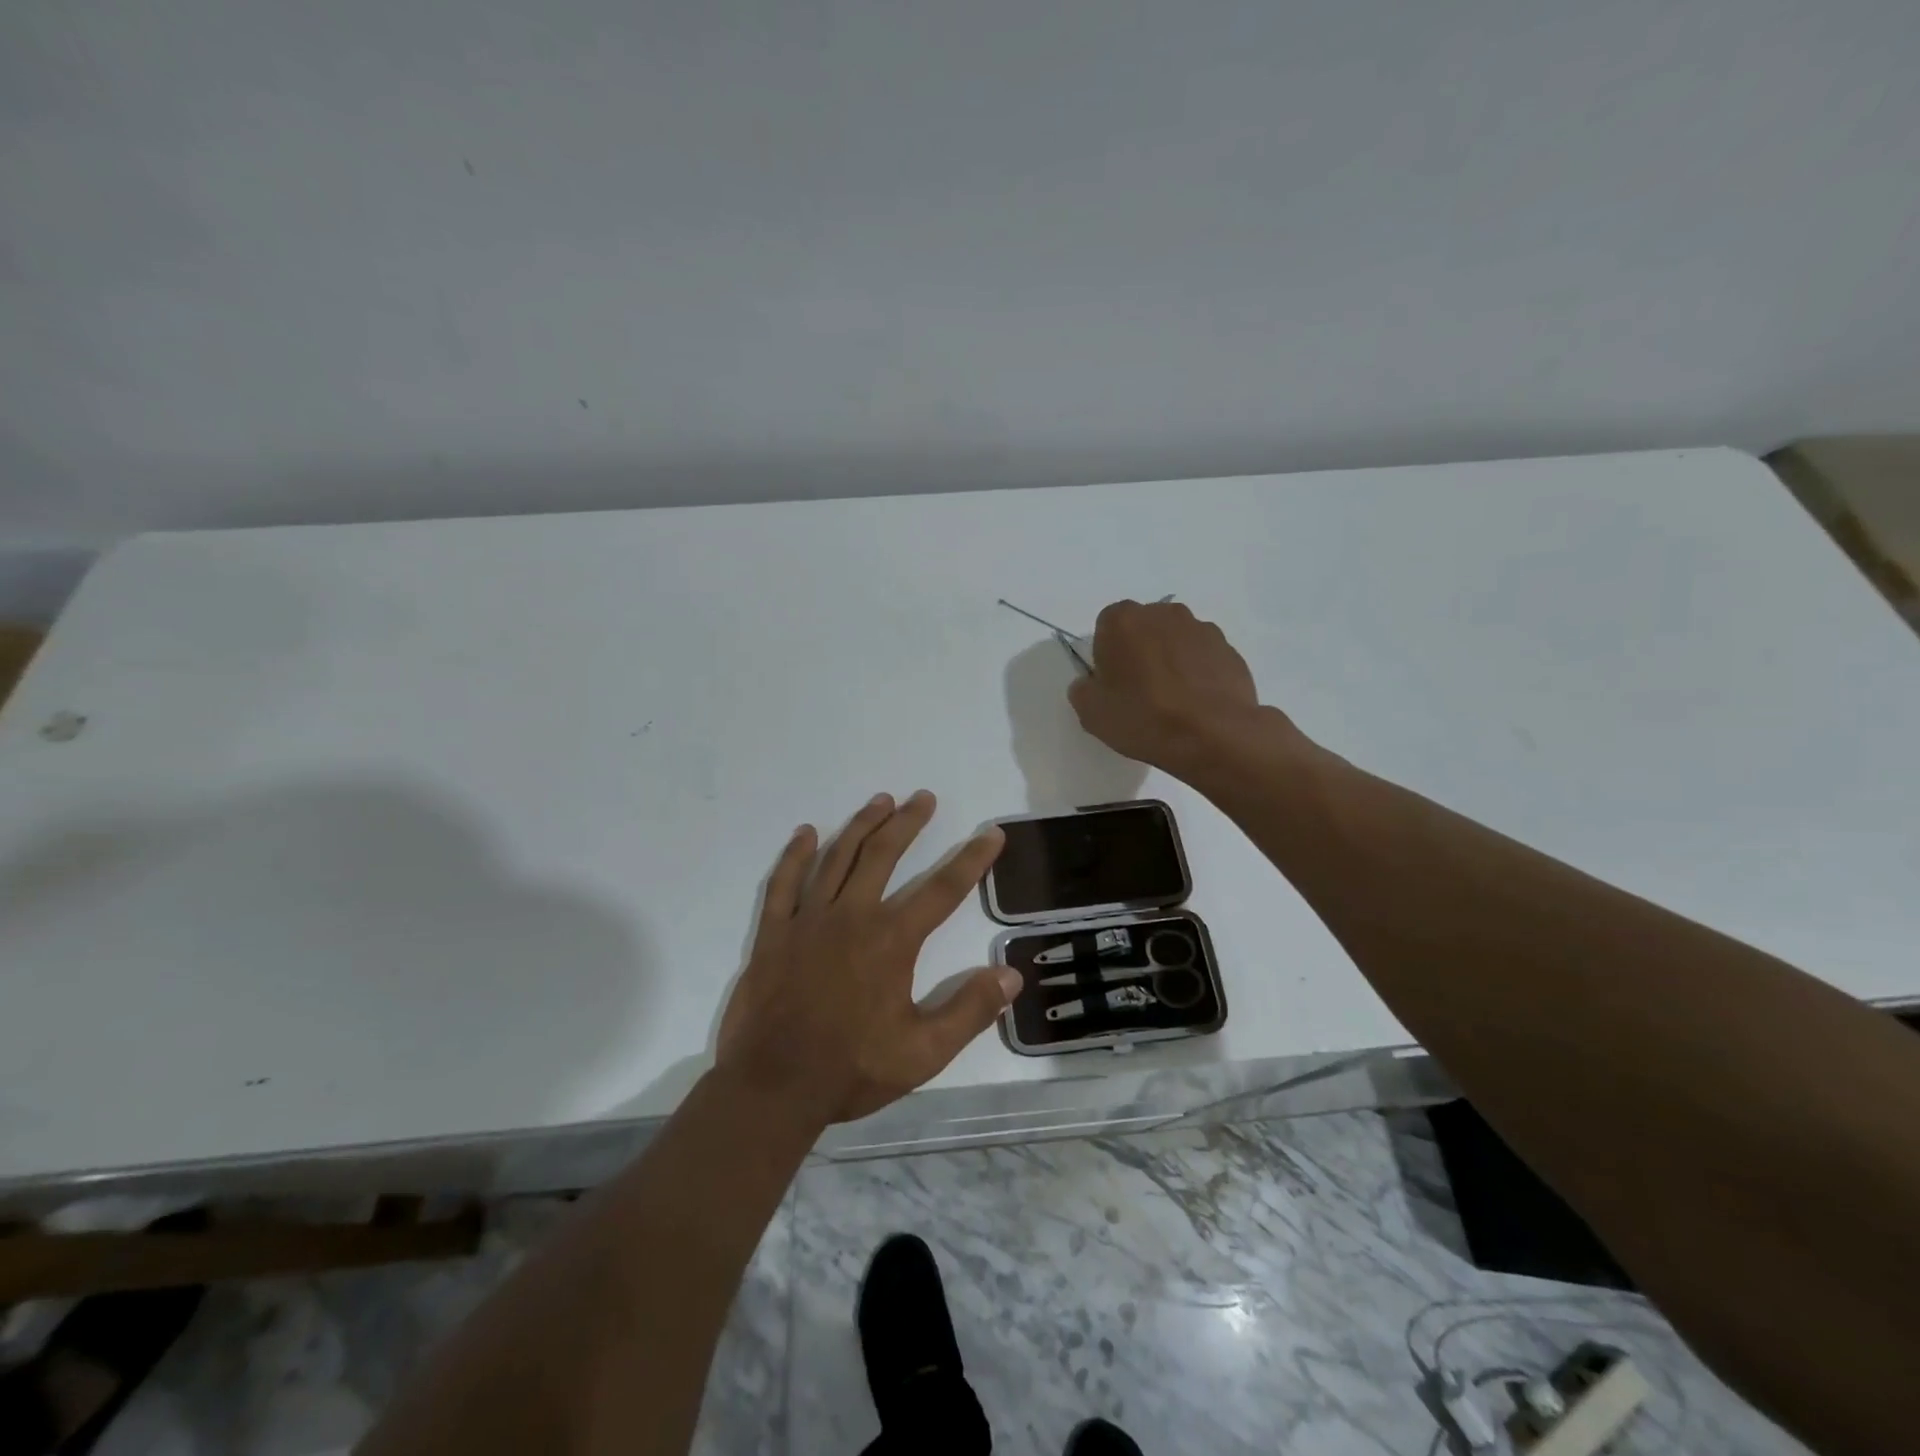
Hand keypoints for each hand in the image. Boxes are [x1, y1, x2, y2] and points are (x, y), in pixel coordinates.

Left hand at [716, 791, 1019, 1125]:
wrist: (773, 1086)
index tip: (991, 833)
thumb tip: (1010, 975)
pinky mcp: (774, 932)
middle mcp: (852, 915)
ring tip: (880, 800)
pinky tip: (805, 833)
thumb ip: (969, 1011)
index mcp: (892, 940)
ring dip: (861, 825)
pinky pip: (784, 882)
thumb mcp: (923, 1053)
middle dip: (908, 822)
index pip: (943, 889)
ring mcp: (808, 919)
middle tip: (923, 797)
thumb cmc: (852, 1069)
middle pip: (884, 854)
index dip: (972, 859)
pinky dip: (795, 855)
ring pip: (838, 857)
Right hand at [1068, 599, 1294, 773]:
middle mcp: (1164, 613)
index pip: (1106, 626)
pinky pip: (1204, 658)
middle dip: (1140, 651)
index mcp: (1123, 620)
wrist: (1213, 735)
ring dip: (1171, 661)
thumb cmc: (1143, 717)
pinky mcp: (1229, 650)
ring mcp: (1202, 629)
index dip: (1106, 654)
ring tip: (1172, 701)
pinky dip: (1198, 673)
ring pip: (1176, 641)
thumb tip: (1090, 684)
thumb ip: (1083, 690)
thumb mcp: (1092, 713)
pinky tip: (1196, 704)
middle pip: (1143, 628)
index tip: (1112, 683)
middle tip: (1139, 691)